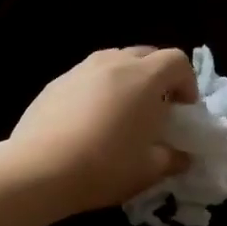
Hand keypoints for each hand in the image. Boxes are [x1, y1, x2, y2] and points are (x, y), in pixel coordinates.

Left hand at [6, 47, 196, 216]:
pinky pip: (86, 78)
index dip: (187, 83)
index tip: (183, 110)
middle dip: (157, 78)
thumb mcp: (148, 171)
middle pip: (145, 55)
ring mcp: (79, 70)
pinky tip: (88, 122)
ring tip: (121, 114)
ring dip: (126, 81)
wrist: (39, 170)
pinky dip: (97, 91)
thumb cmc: (104, 167)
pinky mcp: (54, 84)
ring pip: (113, 63)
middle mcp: (113, 63)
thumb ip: (172, 159)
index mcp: (144, 78)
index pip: (177, 61)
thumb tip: (182, 157)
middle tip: (155, 110)